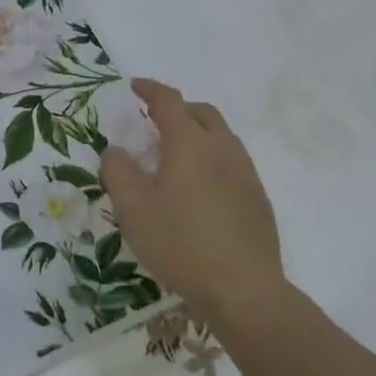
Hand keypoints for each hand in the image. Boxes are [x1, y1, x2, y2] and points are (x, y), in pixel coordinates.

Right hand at [99, 80, 283, 323]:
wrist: (243, 289)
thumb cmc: (179, 242)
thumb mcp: (132, 208)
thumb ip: (118, 171)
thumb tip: (116, 150)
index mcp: (190, 144)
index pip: (169, 102)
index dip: (150, 90)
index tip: (134, 87)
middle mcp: (222, 149)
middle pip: (202, 113)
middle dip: (177, 109)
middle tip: (154, 121)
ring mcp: (246, 174)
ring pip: (222, 137)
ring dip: (197, 133)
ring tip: (175, 155)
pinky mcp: (258, 199)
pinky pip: (232, 162)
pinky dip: (211, 158)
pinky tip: (198, 189)